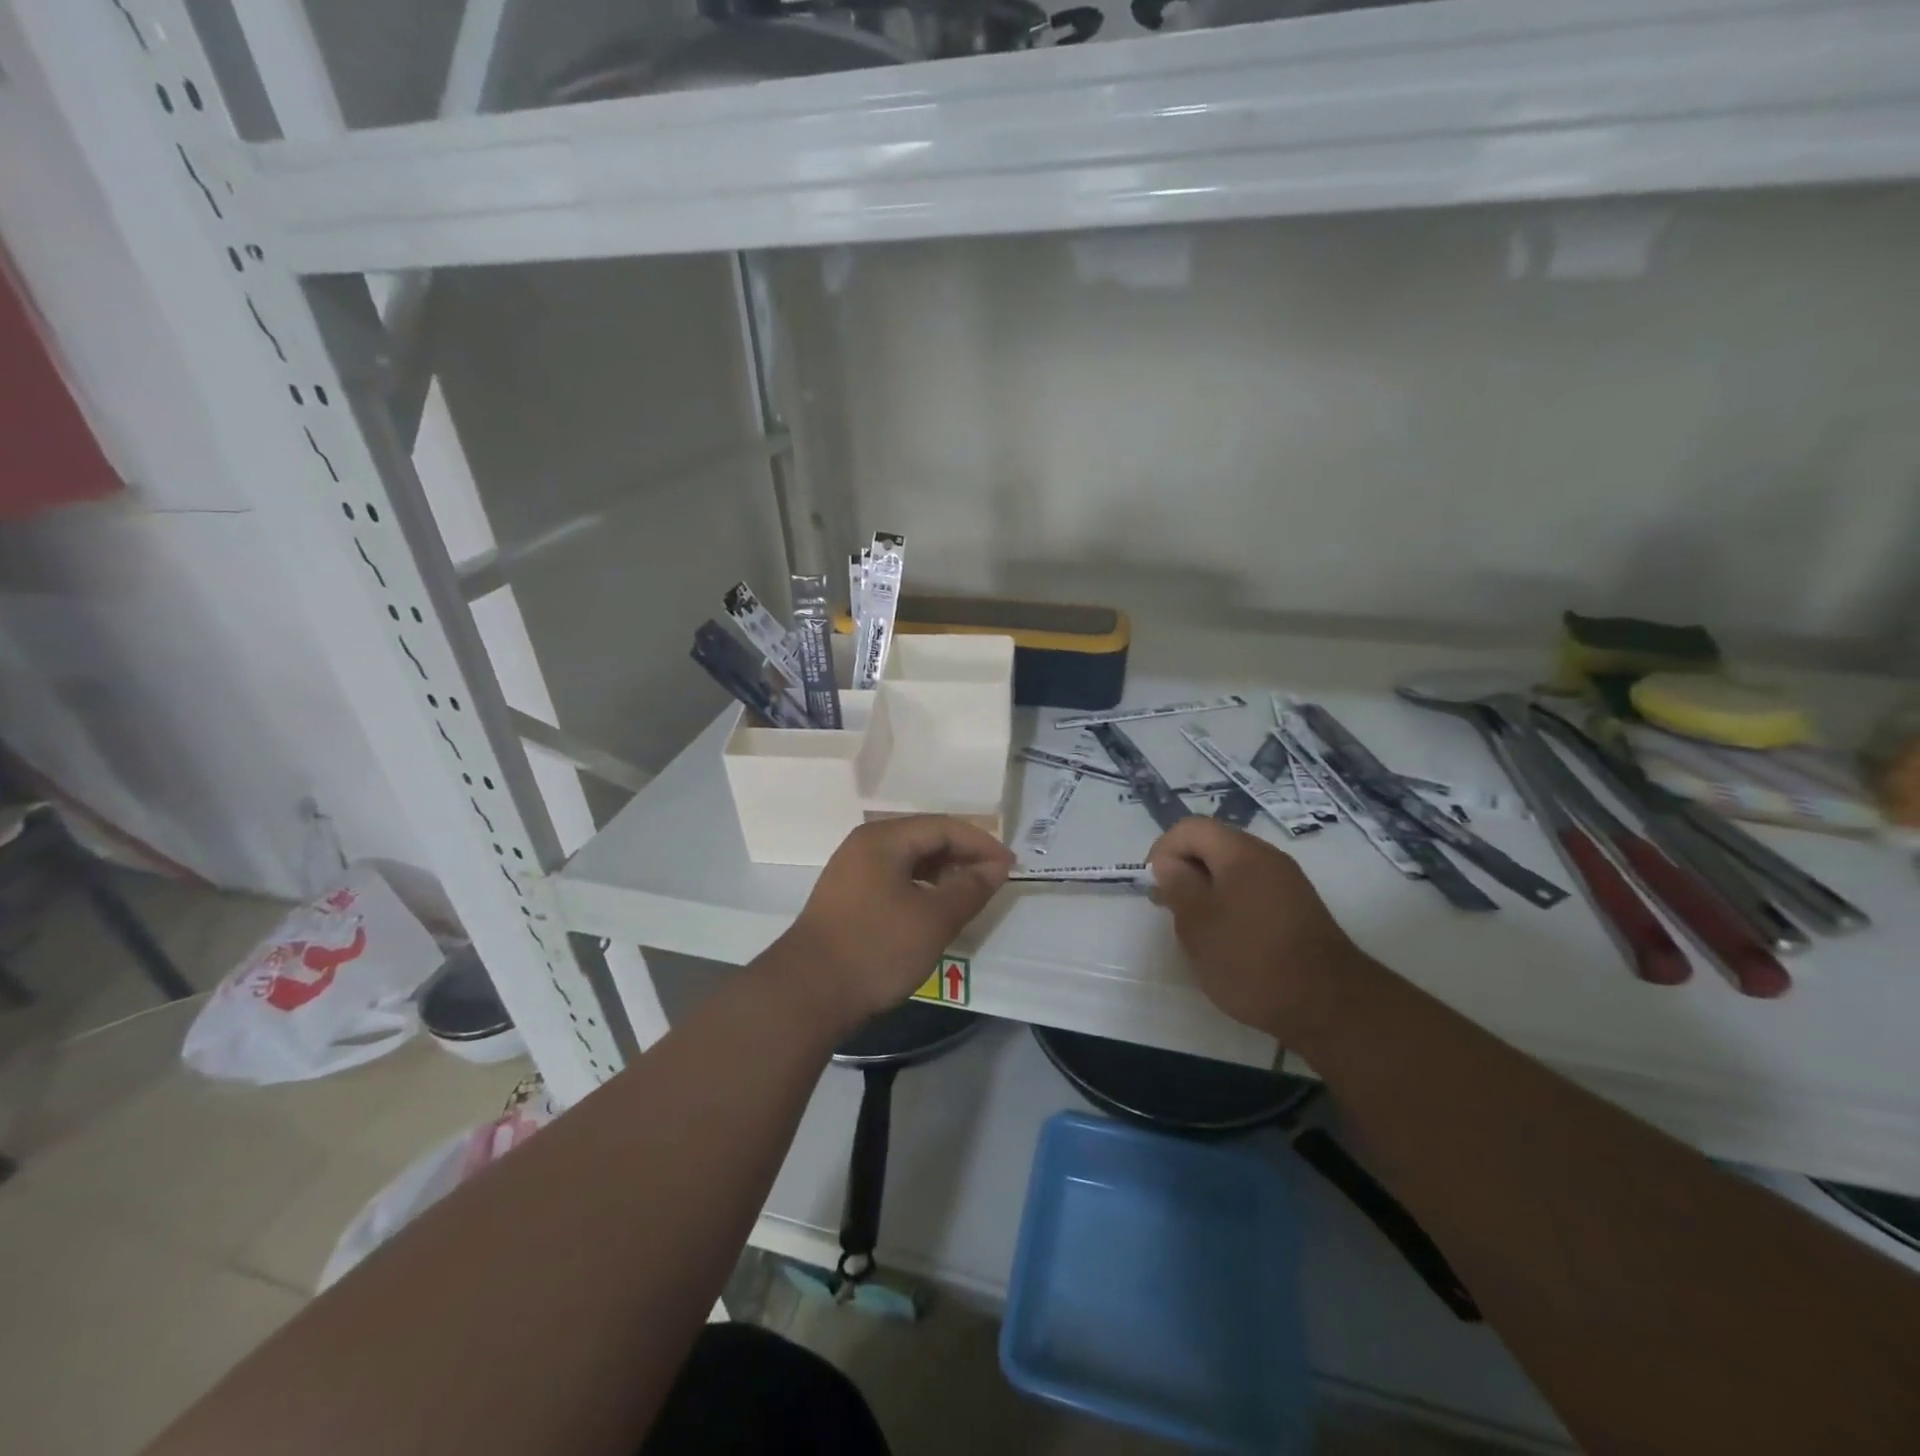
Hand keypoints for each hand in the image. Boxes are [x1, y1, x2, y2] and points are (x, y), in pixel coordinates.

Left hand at [781, 816, 1012, 1027]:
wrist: (806, 994)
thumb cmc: (876, 949)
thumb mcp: (933, 919)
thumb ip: (970, 888)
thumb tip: (996, 867)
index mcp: (883, 839)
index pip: (943, 827)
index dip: (981, 844)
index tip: (1010, 867)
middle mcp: (865, 846)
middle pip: (925, 839)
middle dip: (963, 856)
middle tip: (995, 879)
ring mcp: (852, 872)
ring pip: (909, 861)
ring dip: (943, 873)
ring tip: (971, 894)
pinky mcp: (847, 898)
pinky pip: (894, 879)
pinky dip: (921, 888)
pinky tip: (935, 909)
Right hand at [1147, 817, 1366, 1040]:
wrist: (1329, 1006)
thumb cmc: (1251, 960)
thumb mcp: (1198, 924)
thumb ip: (1177, 886)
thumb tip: (1168, 864)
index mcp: (1240, 852)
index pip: (1189, 828)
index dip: (1163, 851)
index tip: (1155, 889)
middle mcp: (1267, 857)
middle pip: (1213, 844)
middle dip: (1185, 870)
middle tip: (1171, 909)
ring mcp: (1288, 882)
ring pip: (1233, 869)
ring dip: (1207, 889)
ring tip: (1197, 928)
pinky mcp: (1299, 908)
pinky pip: (1253, 890)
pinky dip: (1231, 904)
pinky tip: (1228, 939)